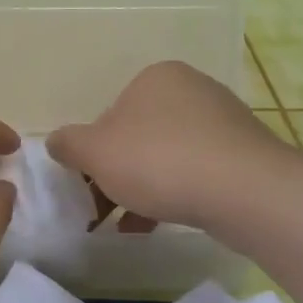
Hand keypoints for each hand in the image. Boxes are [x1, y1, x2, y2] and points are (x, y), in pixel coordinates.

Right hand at [47, 62, 288, 231]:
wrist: (245, 191)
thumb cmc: (159, 161)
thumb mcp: (95, 153)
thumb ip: (68, 144)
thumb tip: (57, 141)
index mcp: (155, 77)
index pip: (109, 114)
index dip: (93, 152)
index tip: (88, 184)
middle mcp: (191, 90)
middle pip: (138, 136)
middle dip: (118, 173)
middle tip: (103, 208)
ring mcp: (223, 121)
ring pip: (166, 157)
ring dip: (142, 188)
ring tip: (126, 225)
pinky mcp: (244, 155)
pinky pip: (195, 173)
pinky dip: (173, 194)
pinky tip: (157, 224)